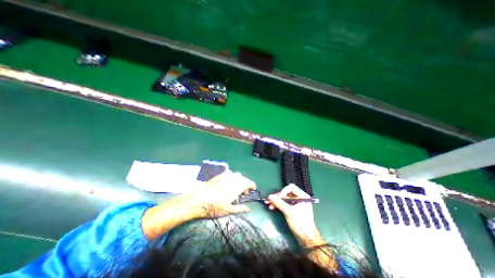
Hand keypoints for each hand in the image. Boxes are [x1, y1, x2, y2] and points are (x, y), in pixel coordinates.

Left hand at [173, 170, 256, 219]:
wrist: (198, 199)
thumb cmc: (214, 206)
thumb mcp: (228, 210)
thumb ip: (240, 208)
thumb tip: (249, 208)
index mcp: (237, 187)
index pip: (249, 182)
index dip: (252, 185)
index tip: (251, 190)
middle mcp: (233, 178)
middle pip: (243, 178)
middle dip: (245, 184)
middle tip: (241, 192)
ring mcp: (225, 175)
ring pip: (235, 174)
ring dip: (237, 180)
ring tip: (232, 187)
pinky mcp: (218, 173)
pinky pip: (227, 172)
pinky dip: (229, 176)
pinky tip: (224, 182)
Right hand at [264, 184, 322, 244]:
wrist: (306, 238)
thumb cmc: (300, 223)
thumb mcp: (288, 212)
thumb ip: (279, 203)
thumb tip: (269, 196)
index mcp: (302, 196)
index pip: (291, 188)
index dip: (283, 191)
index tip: (278, 198)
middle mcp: (300, 198)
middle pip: (286, 193)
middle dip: (278, 197)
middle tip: (269, 200)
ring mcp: (296, 203)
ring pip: (284, 198)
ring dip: (276, 201)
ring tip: (268, 204)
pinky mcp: (293, 209)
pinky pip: (285, 204)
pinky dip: (279, 205)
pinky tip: (272, 207)